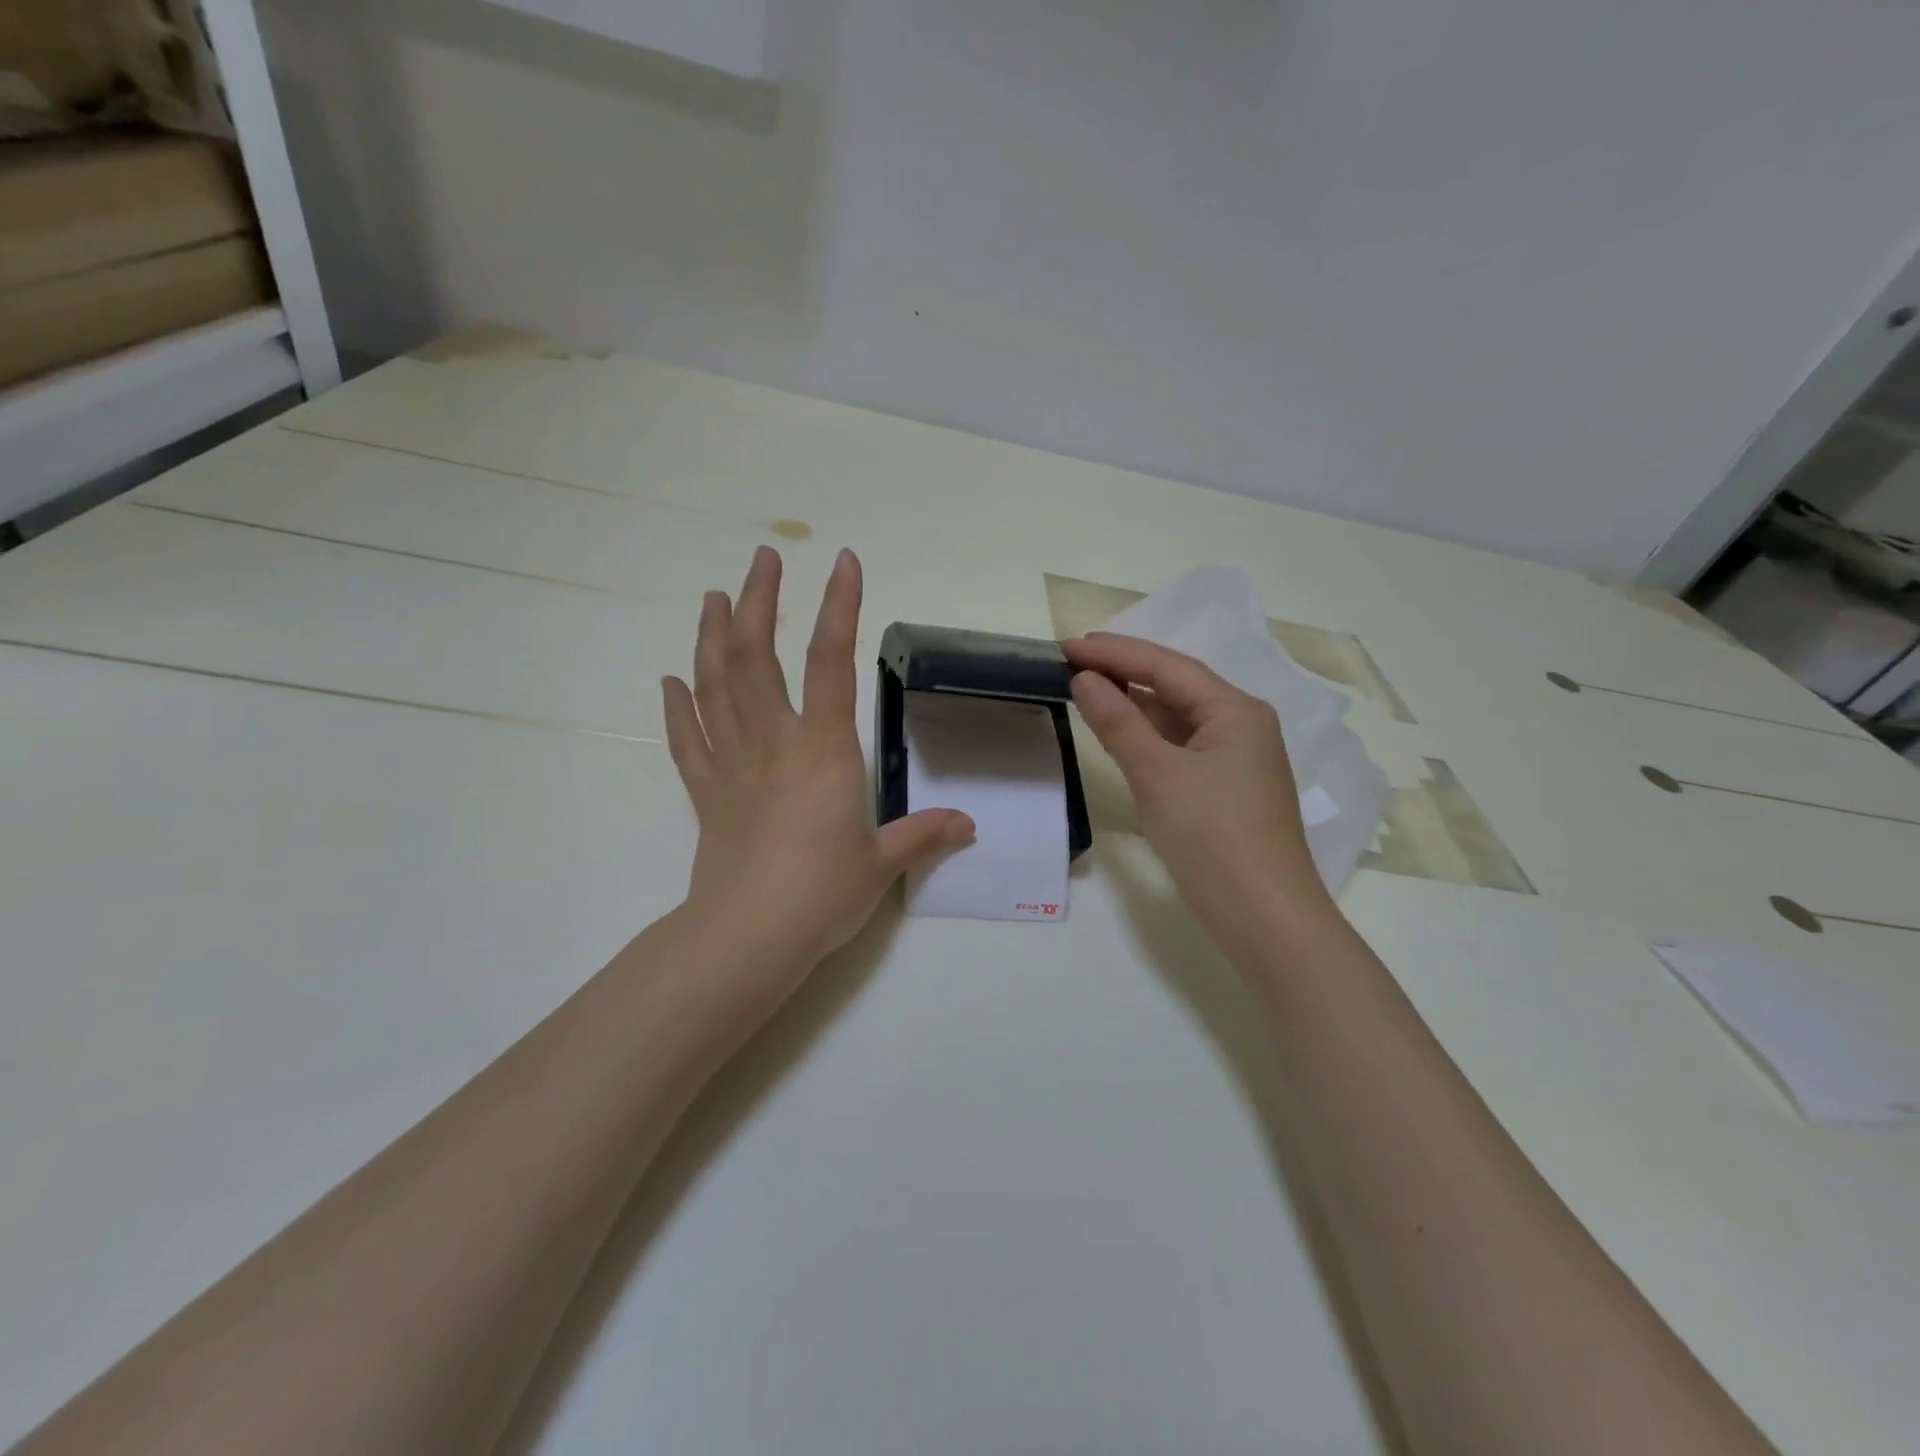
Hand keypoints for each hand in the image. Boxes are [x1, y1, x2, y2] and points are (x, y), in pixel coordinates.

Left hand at [662, 547, 974, 990]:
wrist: (748, 937)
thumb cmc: (822, 894)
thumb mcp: (882, 862)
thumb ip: (923, 834)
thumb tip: (967, 824)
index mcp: (823, 750)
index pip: (831, 664)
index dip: (839, 609)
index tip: (843, 562)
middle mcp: (773, 743)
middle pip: (757, 658)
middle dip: (761, 602)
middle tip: (762, 559)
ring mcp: (732, 766)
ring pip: (715, 687)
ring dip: (713, 637)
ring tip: (714, 597)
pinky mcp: (706, 794)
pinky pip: (687, 741)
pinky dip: (678, 708)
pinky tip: (670, 680)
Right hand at [1063, 633, 1334, 937]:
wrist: (1262, 917)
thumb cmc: (1212, 837)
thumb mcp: (1158, 775)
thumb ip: (1118, 722)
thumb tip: (1084, 679)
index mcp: (1236, 711)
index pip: (1167, 666)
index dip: (1114, 652)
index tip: (1066, 645)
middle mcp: (1241, 725)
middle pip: (1175, 685)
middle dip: (1123, 671)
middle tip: (1071, 662)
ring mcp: (1234, 759)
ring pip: (1176, 717)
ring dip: (1133, 703)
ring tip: (1086, 689)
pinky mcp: (1224, 788)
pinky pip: (1179, 746)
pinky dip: (1146, 736)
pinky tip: (1119, 733)